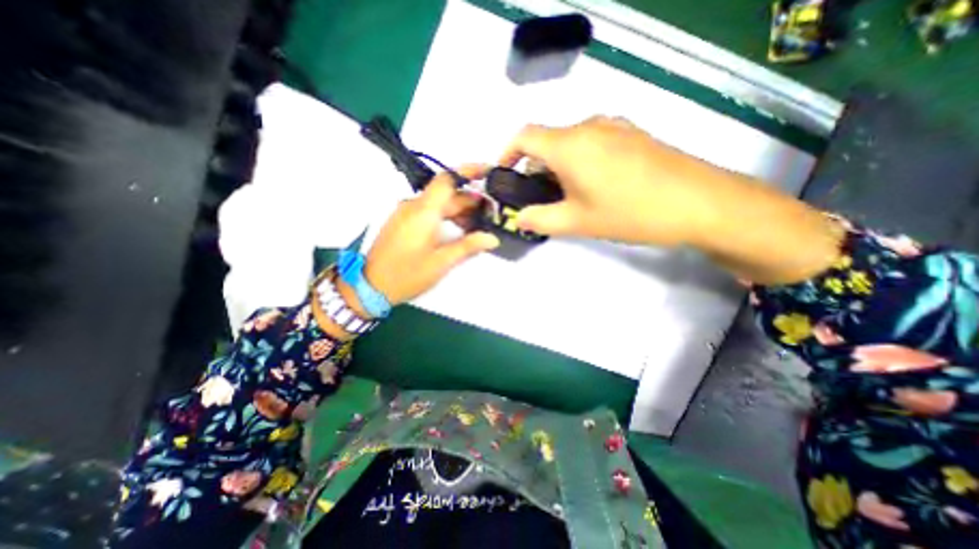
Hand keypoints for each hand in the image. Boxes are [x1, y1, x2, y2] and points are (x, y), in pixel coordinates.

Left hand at [358, 166, 499, 307]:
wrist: (370, 286)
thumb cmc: (407, 274)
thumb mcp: (441, 262)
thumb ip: (468, 247)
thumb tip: (492, 238)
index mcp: (423, 211)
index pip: (447, 179)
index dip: (469, 172)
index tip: (488, 173)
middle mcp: (413, 206)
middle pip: (446, 194)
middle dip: (470, 201)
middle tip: (491, 213)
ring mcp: (406, 213)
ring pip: (438, 204)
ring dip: (458, 211)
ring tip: (477, 226)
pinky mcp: (403, 222)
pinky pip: (428, 212)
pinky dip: (445, 217)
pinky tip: (457, 231)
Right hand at [501, 115, 717, 245]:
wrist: (698, 202)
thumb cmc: (629, 212)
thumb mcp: (577, 222)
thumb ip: (540, 219)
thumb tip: (518, 219)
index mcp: (570, 145)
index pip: (524, 136)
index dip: (508, 152)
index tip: (505, 174)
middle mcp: (589, 126)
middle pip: (547, 139)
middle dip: (534, 165)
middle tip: (538, 195)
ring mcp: (614, 126)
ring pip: (570, 140)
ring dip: (558, 163)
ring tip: (566, 193)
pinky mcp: (632, 133)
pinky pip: (593, 140)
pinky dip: (580, 158)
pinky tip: (593, 183)